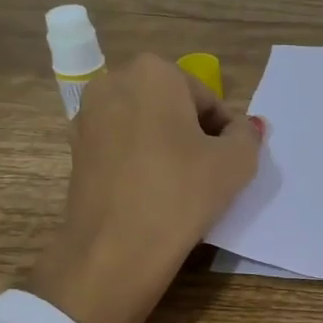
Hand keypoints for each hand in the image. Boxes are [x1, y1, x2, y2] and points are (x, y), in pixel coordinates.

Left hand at [29, 55, 264, 322]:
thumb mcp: (236, 162)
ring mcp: (88, 117)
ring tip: (181, 188)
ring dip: (167, 149)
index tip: (228, 164)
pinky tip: (153, 196)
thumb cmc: (182, 193)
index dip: (225, 133)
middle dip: (193, 135)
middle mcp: (113, 83)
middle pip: (173, 108)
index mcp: (154, 73)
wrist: (115, 249)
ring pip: (146, 128)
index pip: (207, 100)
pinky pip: (123, 149)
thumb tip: (246, 127)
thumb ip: (248, 136)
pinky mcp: (75, 151)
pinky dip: (141, 164)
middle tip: (208, 175)